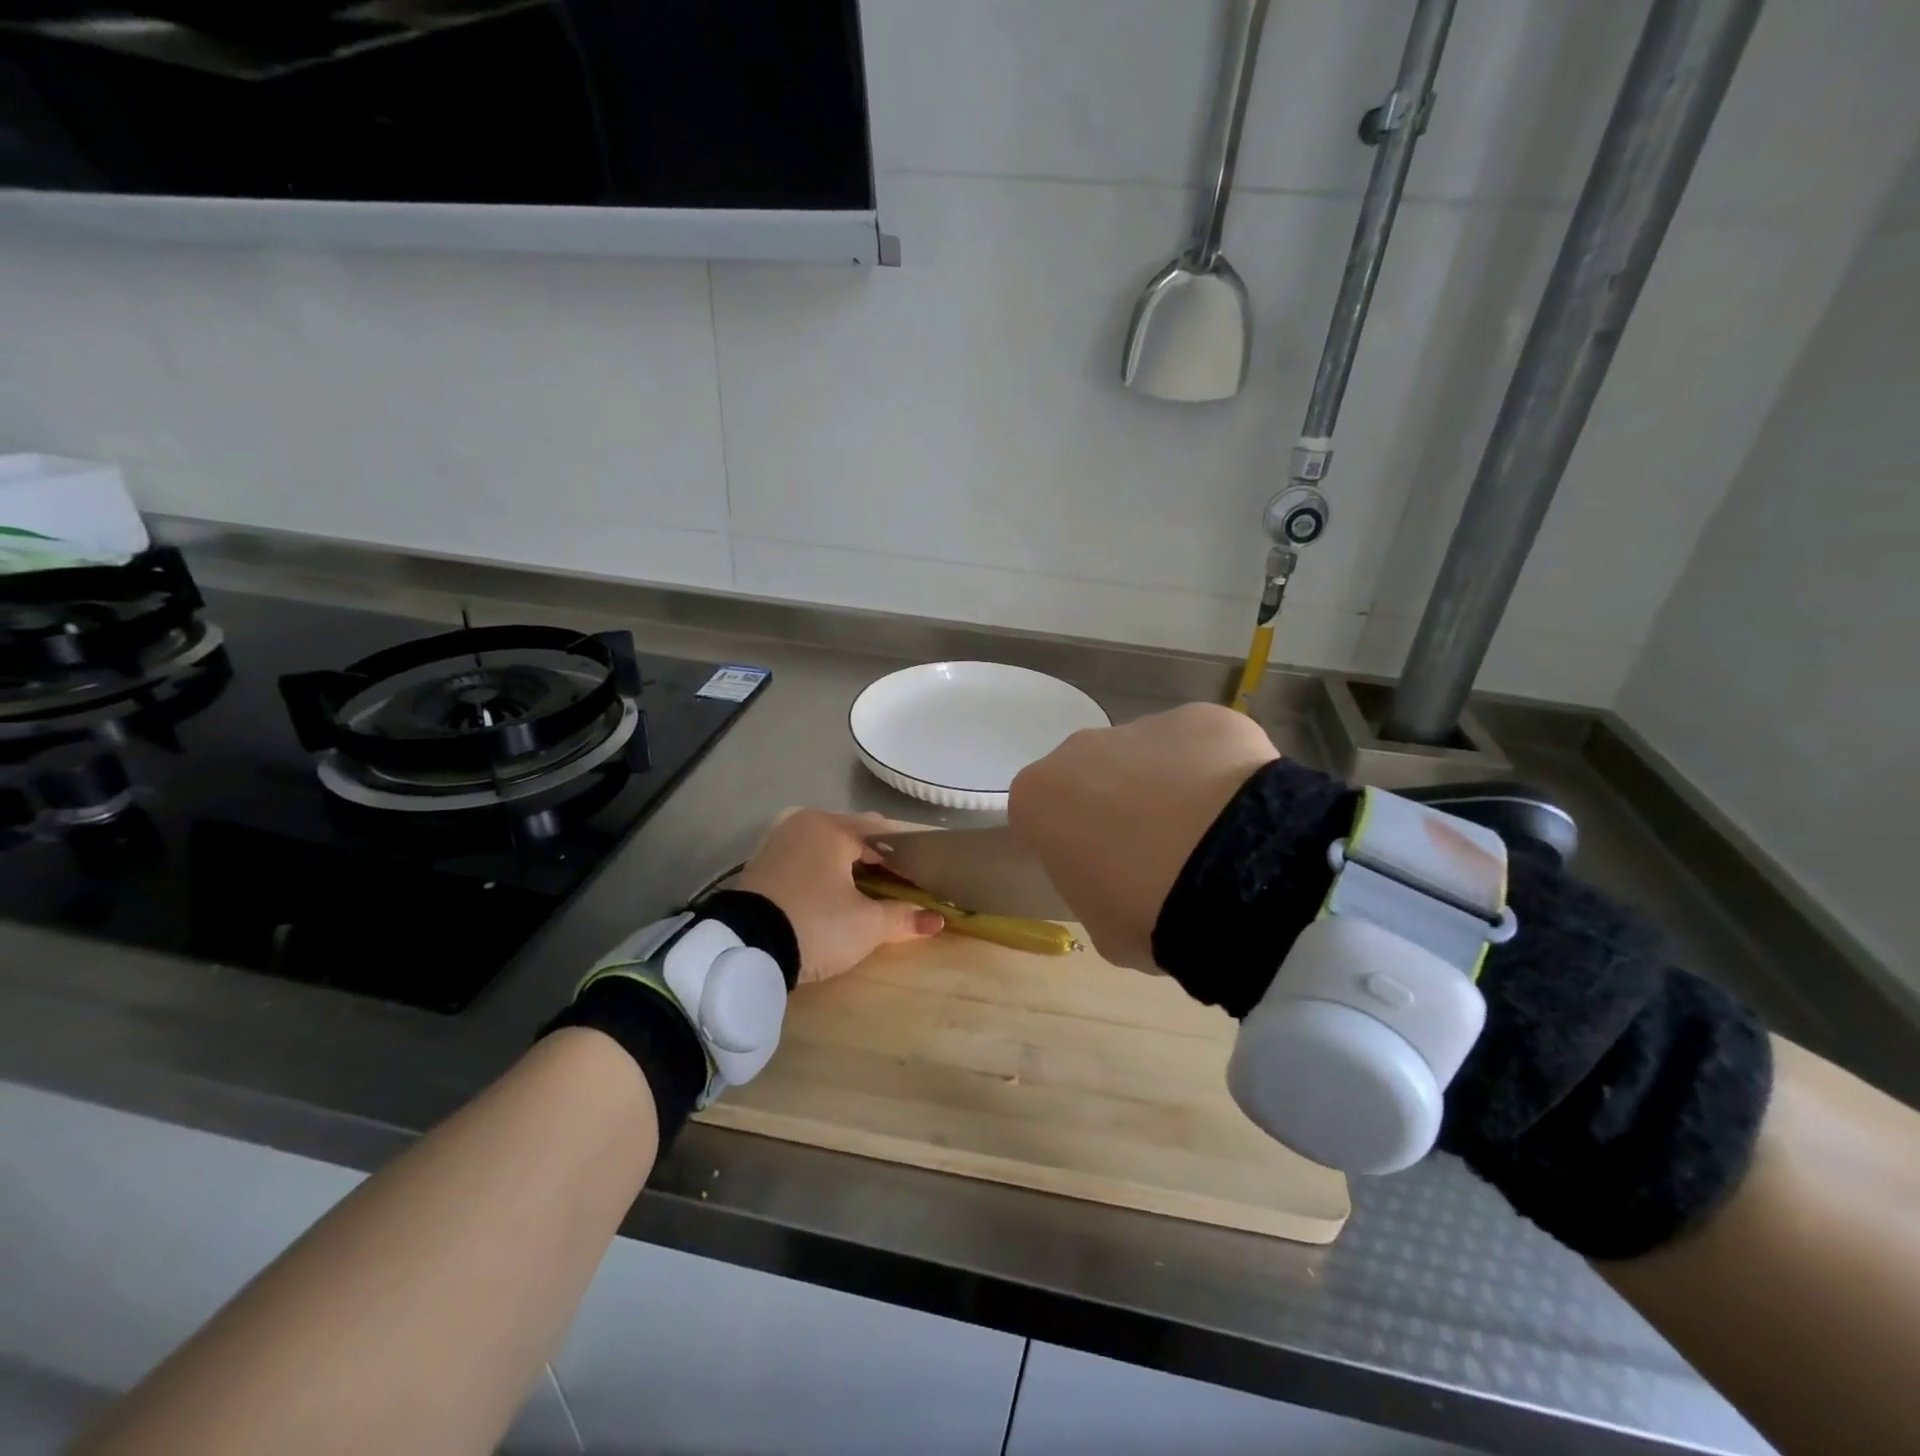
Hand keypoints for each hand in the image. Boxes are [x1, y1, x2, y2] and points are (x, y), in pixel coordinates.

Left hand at [734, 809, 945, 983]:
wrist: (743, 949)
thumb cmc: (814, 925)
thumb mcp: (866, 926)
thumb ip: (903, 919)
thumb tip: (937, 921)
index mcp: (833, 827)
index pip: (884, 833)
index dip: (908, 856)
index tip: (924, 877)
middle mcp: (805, 823)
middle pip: (855, 836)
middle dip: (880, 858)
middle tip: (902, 885)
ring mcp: (779, 841)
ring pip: (828, 846)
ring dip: (851, 864)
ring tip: (871, 891)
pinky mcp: (762, 864)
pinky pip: (806, 859)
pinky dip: (824, 871)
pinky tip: (835, 893)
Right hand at [1008, 703, 1279, 970]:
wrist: (1234, 875)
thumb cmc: (1146, 910)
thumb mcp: (1099, 924)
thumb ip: (1093, 886)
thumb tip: (1118, 875)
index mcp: (1039, 797)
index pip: (1041, 817)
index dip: (1070, 844)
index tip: (1099, 872)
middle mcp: (1080, 749)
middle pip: (1091, 776)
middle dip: (1115, 805)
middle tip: (1155, 853)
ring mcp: (1142, 727)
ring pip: (1147, 757)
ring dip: (1167, 787)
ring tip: (1209, 836)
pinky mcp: (1201, 717)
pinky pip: (1201, 746)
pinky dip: (1217, 772)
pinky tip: (1241, 810)